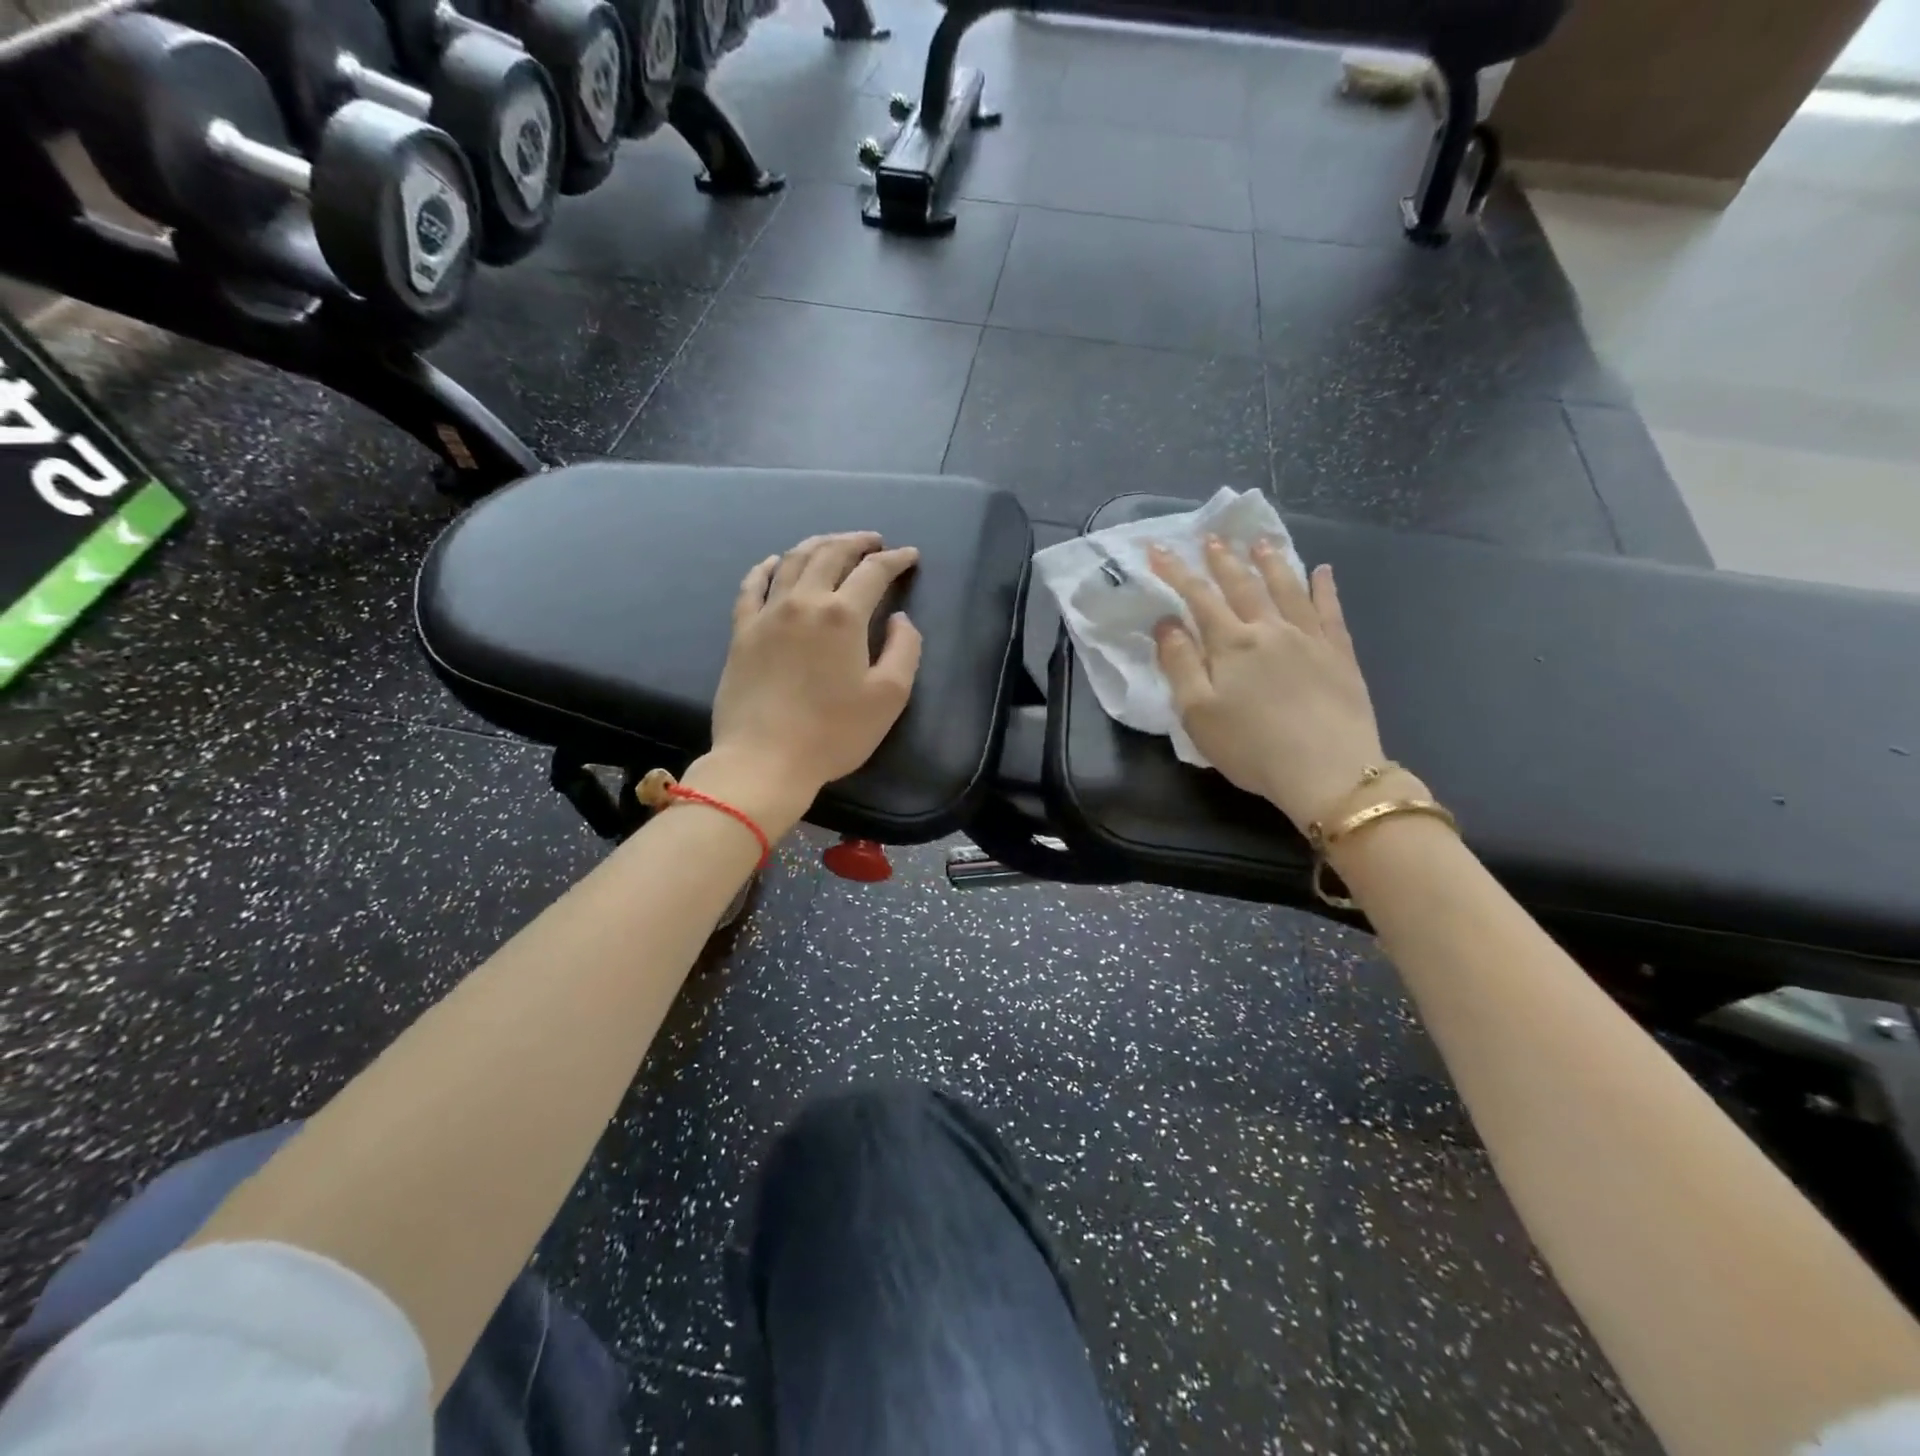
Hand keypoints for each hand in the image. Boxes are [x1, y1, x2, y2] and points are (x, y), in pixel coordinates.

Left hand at [692, 533, 922, 834]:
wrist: (764, 760)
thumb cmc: (833, 733)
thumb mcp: (889, 697)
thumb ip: (905, 650)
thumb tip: (900, 620)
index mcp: (843, 615)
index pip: (874, 572)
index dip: (895, 560)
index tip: (909, 556)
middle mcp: (804, 602)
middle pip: (830, 554)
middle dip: (856, 541)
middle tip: (874, 541)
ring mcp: (767, 614)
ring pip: (793, 561)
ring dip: (817, 545)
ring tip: (833, 544)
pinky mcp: (741, 632)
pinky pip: (752, 586)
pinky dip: (767, 567)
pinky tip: (775, 562)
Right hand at [1150, 537, 1387, 830]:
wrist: (1328, 771)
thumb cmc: (1251, 747)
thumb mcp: (1197, 713)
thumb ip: (1180, 664)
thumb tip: (1166, 623)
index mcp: (1231, 644)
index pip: (1198, 597)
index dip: (1176, 571)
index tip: (1158, 549)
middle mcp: (1270, 630)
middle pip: (1242, 586)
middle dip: (1223, 560)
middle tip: (1212, 538)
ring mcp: (1309, 638)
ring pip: (1287, 588)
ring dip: (1271, 562)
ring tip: (1261, 542)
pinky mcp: (1340, 654)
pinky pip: (1330, 610)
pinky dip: (1324, 588)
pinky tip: (1323, 572)